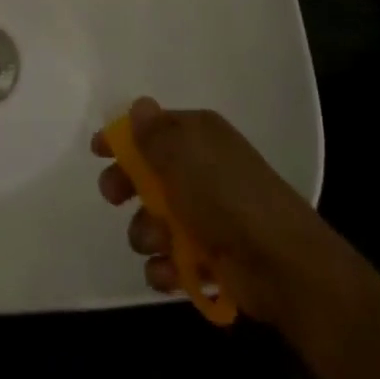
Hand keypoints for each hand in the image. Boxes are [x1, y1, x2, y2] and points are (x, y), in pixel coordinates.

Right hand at [93, 97, 329, 325]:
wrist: (281, 264)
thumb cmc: (226, 196)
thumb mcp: (183, 154)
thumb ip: (154, 132)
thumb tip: (139, 106)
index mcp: (199, 138)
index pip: (152, 129)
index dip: (123, 138)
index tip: (97, 151)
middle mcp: (201, 171)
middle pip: (146, 175)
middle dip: (126, 187)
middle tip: (115, 196)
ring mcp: (205, 217)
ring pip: (152, 221)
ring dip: (147, 233)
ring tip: (161, 241)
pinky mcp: (208, 258)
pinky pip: (168, 260)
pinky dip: (165, 268)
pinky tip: (171, 272)